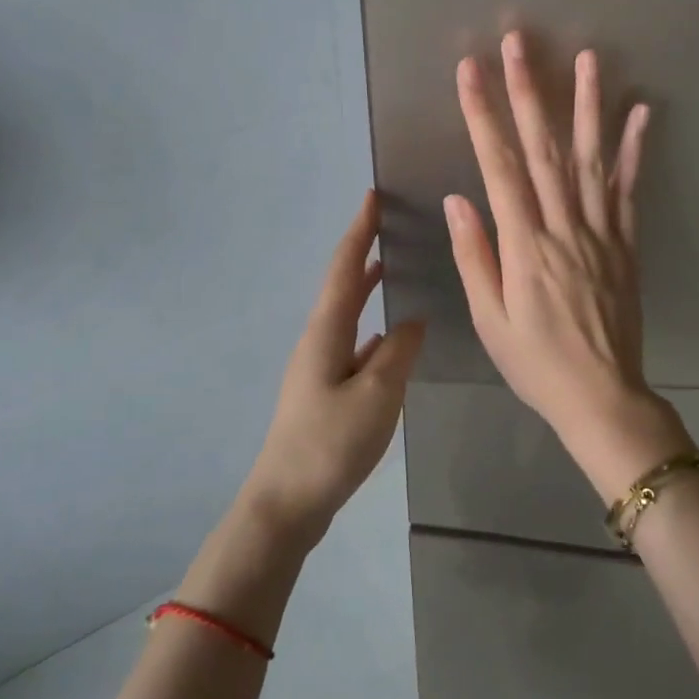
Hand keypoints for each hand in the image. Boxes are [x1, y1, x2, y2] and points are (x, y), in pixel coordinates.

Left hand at [243, 190, 425, 547]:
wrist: (286, 502)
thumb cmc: (330, 444)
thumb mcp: (376, 395)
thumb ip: (399, 353)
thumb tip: (412, 321)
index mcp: (325, 333)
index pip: (344, 269)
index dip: (359, 232)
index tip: (372, 196)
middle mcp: (317, 341)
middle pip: (341, 287)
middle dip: (362, 254)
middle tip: (388, 227)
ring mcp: (318, 368)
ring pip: (347, 316)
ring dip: (366, 289)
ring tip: (391, 269)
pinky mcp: (324, 392)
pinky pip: (353, 345)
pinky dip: (372, 329)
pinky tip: (391, 338)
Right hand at [446, 32, 691, 500]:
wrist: (602, 396)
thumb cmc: (536, 364)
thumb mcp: (490, 320)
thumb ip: (476, 256)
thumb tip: (459, 198)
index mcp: (524, 246)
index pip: (498, 167)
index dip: (483, 115)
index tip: (470, 72)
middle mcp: (564, 228)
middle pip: (543, 149)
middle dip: (528, 92)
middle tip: (519, 44)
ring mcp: (601, 232)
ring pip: (591, 159)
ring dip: (587, 105)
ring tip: (587, 58)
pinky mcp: (627, 244)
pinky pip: (630, 190)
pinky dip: (635, 150)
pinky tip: (640, 113)